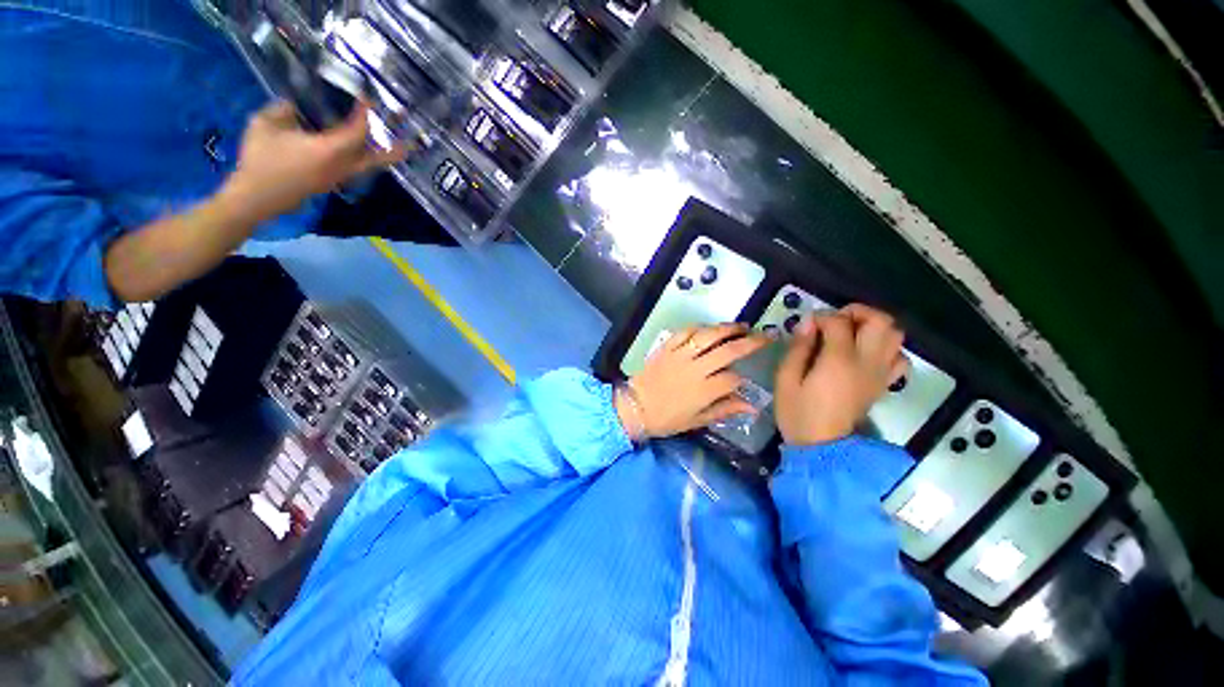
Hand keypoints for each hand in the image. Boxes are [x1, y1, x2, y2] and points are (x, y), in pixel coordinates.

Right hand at [219, 100, 407, 219]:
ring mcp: (337, 178)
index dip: (365, 115)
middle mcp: (341, 167)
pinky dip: (362, 158)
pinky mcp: (330, 183)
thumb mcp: (264, 125)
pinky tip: (356, 149)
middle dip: (394, 150)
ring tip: (396, 148)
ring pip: (366, 166)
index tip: (368, 100)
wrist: (256, 197)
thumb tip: (294, 105)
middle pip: (376, 159)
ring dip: (381, 156)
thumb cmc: (260, 160)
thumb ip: (282, 110)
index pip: (357, 132)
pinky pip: (353, 168)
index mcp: (329, 151)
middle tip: (412, 144)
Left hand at [619, 324, 769, 438]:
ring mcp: (680, 355)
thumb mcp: (697, 421)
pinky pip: (685, 332)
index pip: (733, 379)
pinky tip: (709, 328)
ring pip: (708, 336)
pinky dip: (699, 327)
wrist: (635, 407)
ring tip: (741, 326)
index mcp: (704, 391)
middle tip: (763, 336)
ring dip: (727, 329)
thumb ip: (724, 411)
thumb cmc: (666, 418)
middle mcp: (695, 369)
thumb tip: (752, 407)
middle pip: (728, 351)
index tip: (743, 380)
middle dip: (749, 343)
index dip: (742, 379)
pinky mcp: (667, 347)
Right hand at [774, 304, 908, 445]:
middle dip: (858, 312)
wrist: (822, 447)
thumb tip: (808, 323)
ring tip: (851, 333)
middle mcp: (866, 363)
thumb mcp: (786, 379)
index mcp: (839, 361)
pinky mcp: (884, 385)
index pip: (839, 322)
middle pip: (880, 321)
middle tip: (836, 320)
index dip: (822, 316)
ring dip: (875, 326)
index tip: (808, 324)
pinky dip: (887, 348)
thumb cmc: (798, 412)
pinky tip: (867, 353)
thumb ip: (798, 348)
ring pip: (895, 335)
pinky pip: (899, 358)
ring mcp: (880, 374)